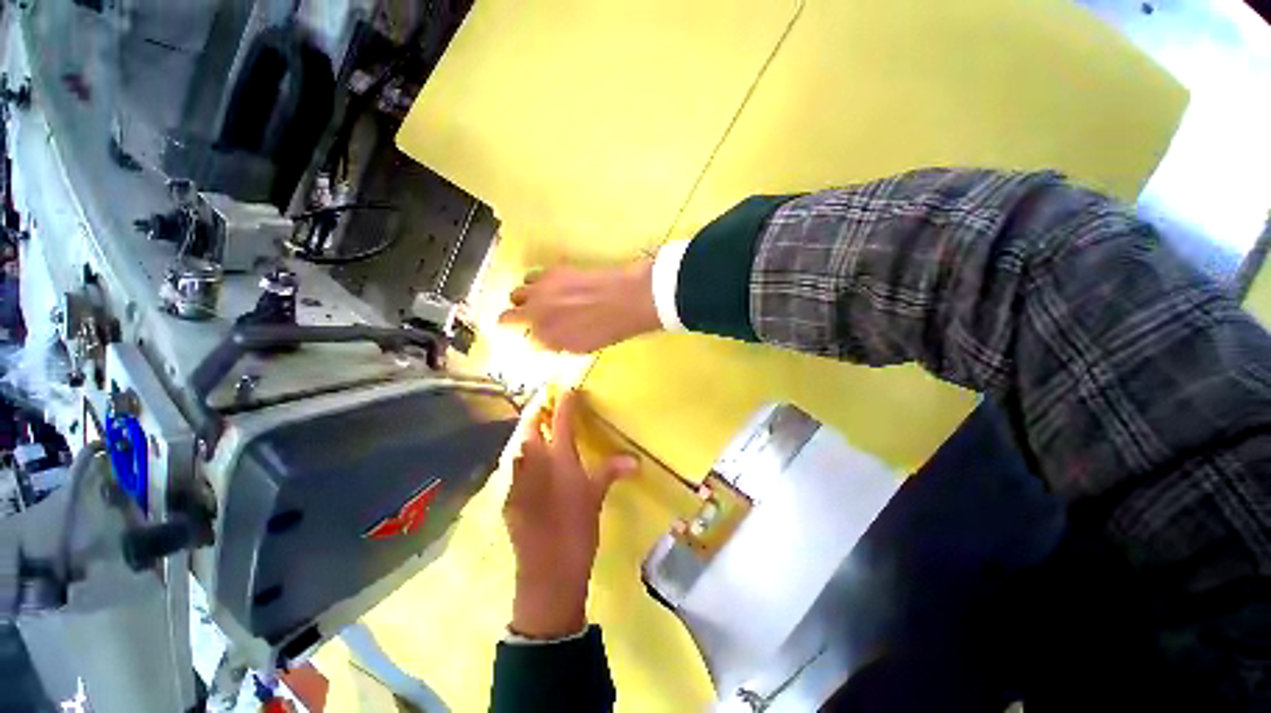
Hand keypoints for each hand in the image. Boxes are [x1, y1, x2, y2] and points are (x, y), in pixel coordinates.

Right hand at [498, 259, 660, 352]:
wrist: (625, 299)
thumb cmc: (609, 329)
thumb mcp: (584, 346)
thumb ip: (560, 343)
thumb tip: (551, 338)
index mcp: (546, 339)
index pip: (528, 340)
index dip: (536, 337)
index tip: (541, 334)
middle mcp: (536, 315)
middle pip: (508, 318)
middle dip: (514, 320)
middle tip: (526, 319)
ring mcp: (540, 292)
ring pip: (516, 294)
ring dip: (524, 299)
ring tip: (538, 300)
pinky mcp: (550, 272)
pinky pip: (532, 277)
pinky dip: (537, 283)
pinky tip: (550, 285)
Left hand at [503, 391, 637, 638]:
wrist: (548, 572)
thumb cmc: (579, 529)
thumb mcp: (596, 497)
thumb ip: (611, 471)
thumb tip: (636, 460)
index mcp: (561, 459)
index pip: (563, 421)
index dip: (567, 403)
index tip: (569, 391)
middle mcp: (535, 463)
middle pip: (531, 428)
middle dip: (537, 415)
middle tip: (547, 412)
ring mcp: (518, 481)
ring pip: (519, 449)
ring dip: (528, 439)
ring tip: (539, 439)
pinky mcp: (509, 498)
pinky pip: (515, 473)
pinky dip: (523, 466)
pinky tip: (531, 475)